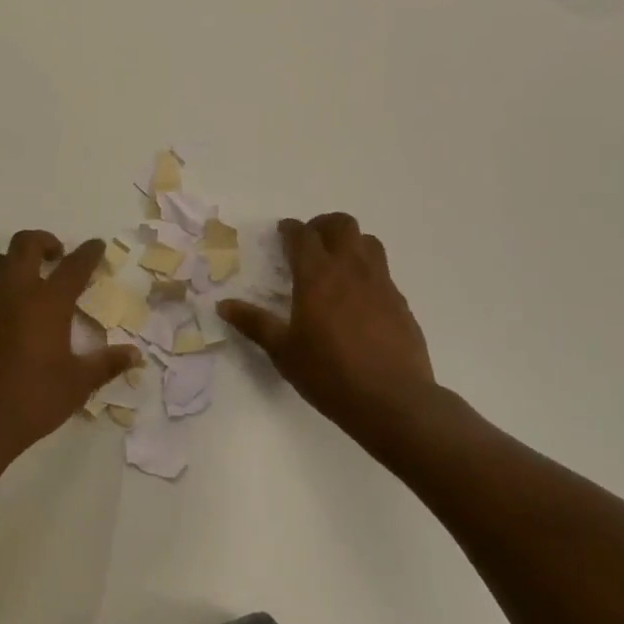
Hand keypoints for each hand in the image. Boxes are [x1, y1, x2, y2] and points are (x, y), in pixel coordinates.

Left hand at [0, 231, 141, 462]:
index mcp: (47, 304)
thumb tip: (135, 355)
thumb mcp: (77, 385)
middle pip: (24, 245)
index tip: (96, 245)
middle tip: (57, 256)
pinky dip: (0, 290)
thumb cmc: (31, 400)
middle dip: (44, 241)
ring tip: (30, 280)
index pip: (73, 266)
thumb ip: (106, 364)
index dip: (88, 252)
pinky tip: (10, 316)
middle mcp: (14, 294)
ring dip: (15, 260)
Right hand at [219, 214, 435, 438]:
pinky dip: (366, 269)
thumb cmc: (329, 373)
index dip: (290, 229)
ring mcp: (380, 282)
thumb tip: (223, 305)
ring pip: (367, 241)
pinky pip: (382, 270)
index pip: (302, 235)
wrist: (391, 399)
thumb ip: (254, 323)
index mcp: (317, 275)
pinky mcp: (399, 300)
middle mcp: (350, 268)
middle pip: (341, 224)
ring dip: (349, 241)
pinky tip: (358, 296)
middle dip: (322, 226)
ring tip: (336, 262)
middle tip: (309, 244)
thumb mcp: (283, 351)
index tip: (282, 233)